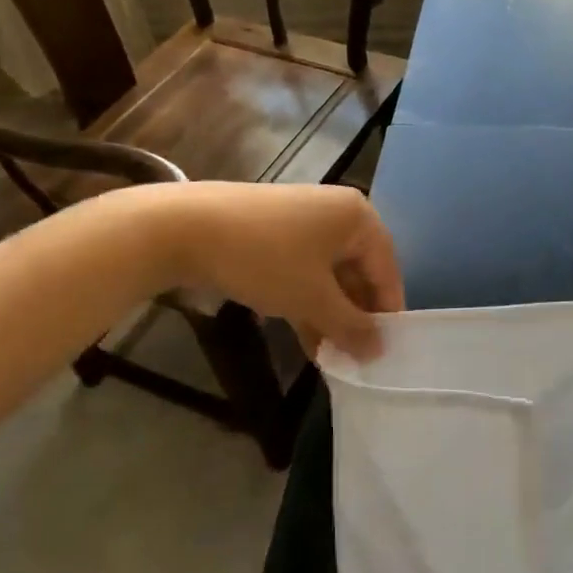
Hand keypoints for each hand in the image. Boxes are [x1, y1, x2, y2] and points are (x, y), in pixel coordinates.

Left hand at [165, 183, 404, 359]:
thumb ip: (351, 327)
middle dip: (355, 317)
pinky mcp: (276, 231)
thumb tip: (380, 352)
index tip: (384, 355)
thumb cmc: (265, 259)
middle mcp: (337, 213)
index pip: (387, 271)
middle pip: (359, 272)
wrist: (185, 227)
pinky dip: (308, 301)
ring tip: (330, 358)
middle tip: (354, 359)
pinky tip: (306, 337)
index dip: (387, 314)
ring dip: (330, 315)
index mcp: (358, 217)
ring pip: (330, 275)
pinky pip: (305, 270)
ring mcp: (304, 220)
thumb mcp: (312, 299)